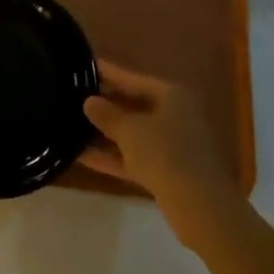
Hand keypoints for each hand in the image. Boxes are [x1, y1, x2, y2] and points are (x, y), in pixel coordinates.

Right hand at [80, 60, 242, 251]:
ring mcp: (170, 145)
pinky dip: (112, 156)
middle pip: (133, 105)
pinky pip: (133, 157)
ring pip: (132, 133)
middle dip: (105, 104)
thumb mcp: (130, 130)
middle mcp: (173, 115)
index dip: (107, 72)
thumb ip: (107, 114)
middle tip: (73, 95)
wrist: (201, 208)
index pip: (132, 78)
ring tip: (72, 124)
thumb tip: (89, 101)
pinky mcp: (165, 171)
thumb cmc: (166, 154)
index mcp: (171, 96)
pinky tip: (82, 156)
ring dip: (105, 132)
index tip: (84, 65)